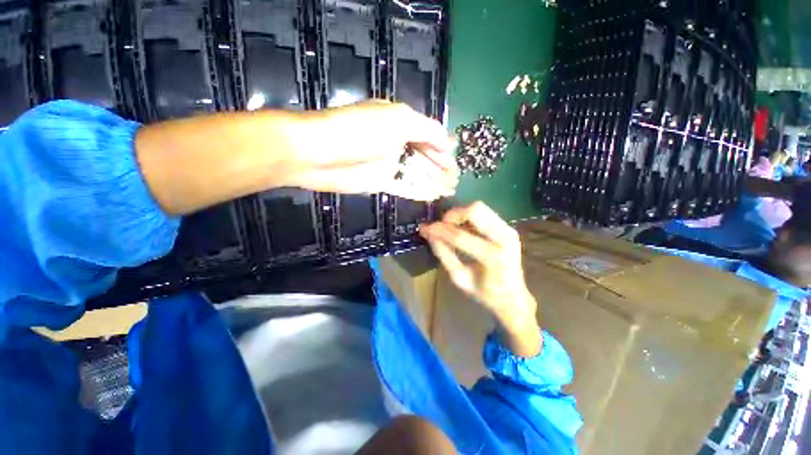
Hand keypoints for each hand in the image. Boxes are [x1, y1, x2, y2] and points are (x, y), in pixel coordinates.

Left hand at [288, 100, 458, 200]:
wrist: (318, 153)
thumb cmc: (360, 132)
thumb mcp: (398, 120)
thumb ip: (426, 129)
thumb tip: (449, 141)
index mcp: (399, 123)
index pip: (428, 137)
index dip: (442, 152)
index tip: (456, 166)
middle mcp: (395, 143)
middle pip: (423, 158)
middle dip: (440, 170)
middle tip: (455, 183)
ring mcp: (386, 165)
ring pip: (415, 174)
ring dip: (432, 182)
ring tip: (448, 192)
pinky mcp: (378, 183)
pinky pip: (403, 187)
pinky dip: (418, 192)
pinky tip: (431, 197)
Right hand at [420, 202, 541, 356]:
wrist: (514, 297)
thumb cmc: (484, 293)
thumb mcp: (459, 278)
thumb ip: (444, 255)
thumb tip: (429, 234)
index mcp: (493, 257)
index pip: (460, 236)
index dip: (440, 230)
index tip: (424, 228)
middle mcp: (504, 238)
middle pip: (475, 210)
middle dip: (453, 216)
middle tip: (441, 226)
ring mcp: (509, 230)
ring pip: (480, 207)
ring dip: (460, 214)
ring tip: (450, 227)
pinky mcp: (508, 228)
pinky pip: (484, 213)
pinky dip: (468, 217)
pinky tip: (462, 228)